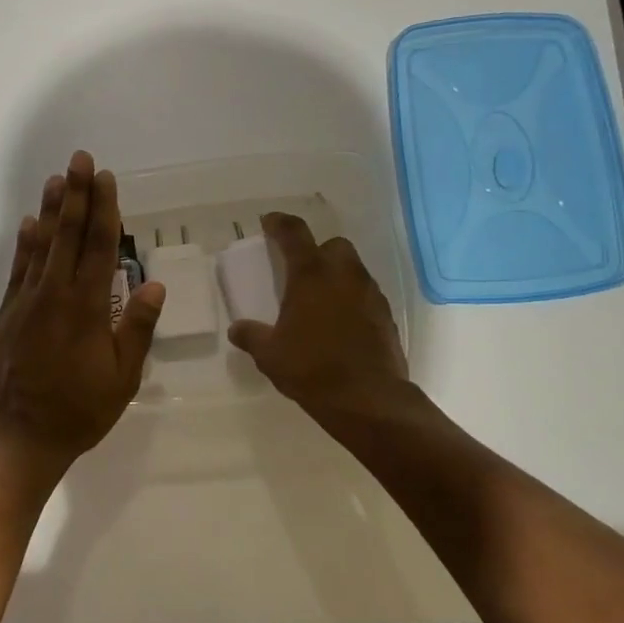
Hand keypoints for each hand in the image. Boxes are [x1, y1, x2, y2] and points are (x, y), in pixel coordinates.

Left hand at [0, 152, 165, 480]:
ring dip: (49, 211)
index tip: (105, 178)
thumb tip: (153, 282)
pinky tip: (27, 225)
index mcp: (87, 308)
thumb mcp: (122, 378)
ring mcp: (25, 303)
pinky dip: (23, 245)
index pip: (98, 247)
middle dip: (75, 194)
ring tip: (55, 180)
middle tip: (79, 159)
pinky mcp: (6, 315)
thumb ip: (137, 327)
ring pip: (39, 246)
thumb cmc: (79, 412)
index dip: (103, 209)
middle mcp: (54, 295)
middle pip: (67, 235)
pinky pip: (17, 270)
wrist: (19, 439)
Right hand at [226, 212, 407, 415]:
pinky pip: (366, 295)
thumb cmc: (312, 369)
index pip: (294, 233)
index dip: (279, 223)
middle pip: (334, 245)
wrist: (368, 400)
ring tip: (318, 299)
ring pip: (353, 269)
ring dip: (336, 275)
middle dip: (318, 250)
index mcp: (311, 276)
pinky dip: (351, 299)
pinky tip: (339, 323)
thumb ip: (251, 336)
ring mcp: (370, 295)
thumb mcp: (270, 355)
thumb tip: (237, 329)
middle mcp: (344, 276)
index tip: (269, 222)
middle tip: (300, 269)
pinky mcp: (386, 316)